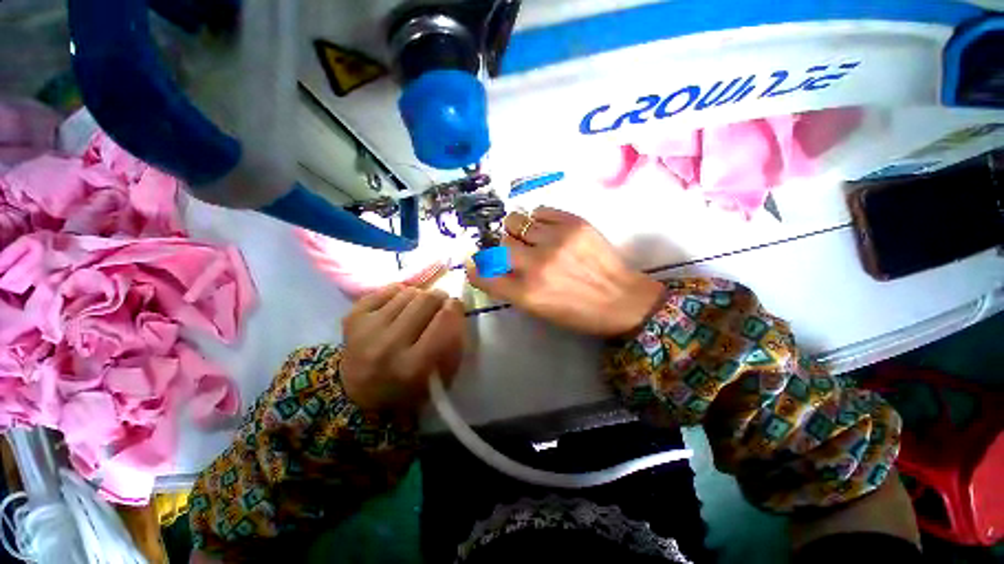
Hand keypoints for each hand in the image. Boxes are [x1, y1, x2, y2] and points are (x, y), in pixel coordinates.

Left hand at [340, 285, 464, 411]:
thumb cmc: (407, 391)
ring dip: (418, 297)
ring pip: (408, 292)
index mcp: (414, 367)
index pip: (445, 320)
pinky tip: (399, 306)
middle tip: (439, 305)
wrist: (358, 397)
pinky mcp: (353, 318)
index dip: (456, 307)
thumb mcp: (439, 378)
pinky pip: (387, 290)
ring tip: (417, 309)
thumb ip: (453, 343)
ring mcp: (367, 330)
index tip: (456, 307)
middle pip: (427, 300)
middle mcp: (389, 346)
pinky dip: (398, 294)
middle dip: (439, 298)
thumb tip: (455, 306)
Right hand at [466, 207, 663, 336]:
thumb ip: (512, 288)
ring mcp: (556, 240)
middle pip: (499, 244)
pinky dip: (538, 220)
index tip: (476, 264)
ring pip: (515, 221)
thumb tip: (491, 266)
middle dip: (503, 249)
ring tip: (532, 238)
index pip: (484, 274)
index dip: (476, 269)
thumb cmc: (579, 313)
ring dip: (518, 231)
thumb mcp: (539, 309)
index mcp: (527, 293)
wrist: (623, 300)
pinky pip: (539, 210)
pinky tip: (549, 230)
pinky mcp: (574, 223)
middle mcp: (536, 264)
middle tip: (516, 253)